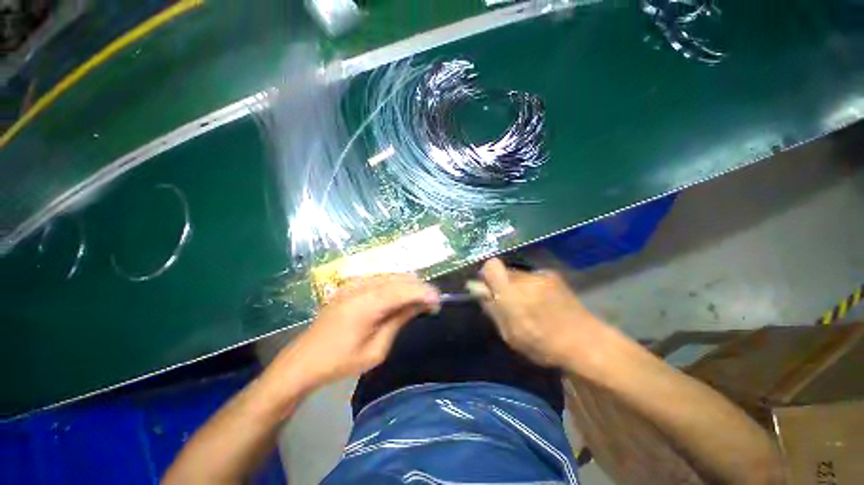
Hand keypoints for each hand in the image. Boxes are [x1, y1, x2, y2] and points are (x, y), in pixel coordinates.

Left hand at [272, 274, 439, 389]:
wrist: (304, 359)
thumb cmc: (340, 361)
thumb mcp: (376, 350)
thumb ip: (398, 321)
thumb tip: (419, 305)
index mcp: (366, 304)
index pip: (403, 290)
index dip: (424, 292)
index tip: (439, 300)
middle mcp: (361, 287)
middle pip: (399, 278)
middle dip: (419, 288)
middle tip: (431, 303)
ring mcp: (354, 283)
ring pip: (391, 275)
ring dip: (409, 285)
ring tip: (419, 300)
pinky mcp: (351, 284)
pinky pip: (381, 278)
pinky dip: (396, 284)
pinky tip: (400, 296)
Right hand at [478, 258, 610, 369]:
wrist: (586, 342)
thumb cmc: (543, 344)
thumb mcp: (509, 333)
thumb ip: (491, 307)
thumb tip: (476, 288)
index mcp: (511, 292)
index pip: (491, 265)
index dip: (486, 275)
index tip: (488, 289)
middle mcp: (525, 278)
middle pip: (503, 270)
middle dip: (501, 283)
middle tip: (508, 304)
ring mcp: (541, 275)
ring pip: (518, 274)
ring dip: (516, 286)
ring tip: (528, 306)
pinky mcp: (553, 276)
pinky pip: (532, 277)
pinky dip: (530, 287)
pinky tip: (542, 303)